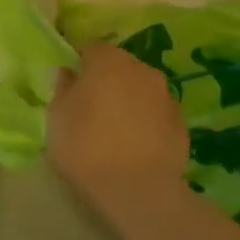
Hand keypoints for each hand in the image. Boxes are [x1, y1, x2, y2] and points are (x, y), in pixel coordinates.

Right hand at [46, 43, 192, 239]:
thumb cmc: (87, 148)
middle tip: (90, 109)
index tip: (69, 86)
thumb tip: (68, 73)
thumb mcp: (57, 117)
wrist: (140, 191)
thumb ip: (62, 88)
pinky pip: (156, 114)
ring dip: (128, 100)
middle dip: (105, 80)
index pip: (89, 48)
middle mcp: (142, 69)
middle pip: (118, 66)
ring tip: (114, 130)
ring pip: (140, 89)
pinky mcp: (181, 123)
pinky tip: (135, 146)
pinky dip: (145, 122)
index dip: (78, 64)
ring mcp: (166, 95)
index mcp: (109, 61)